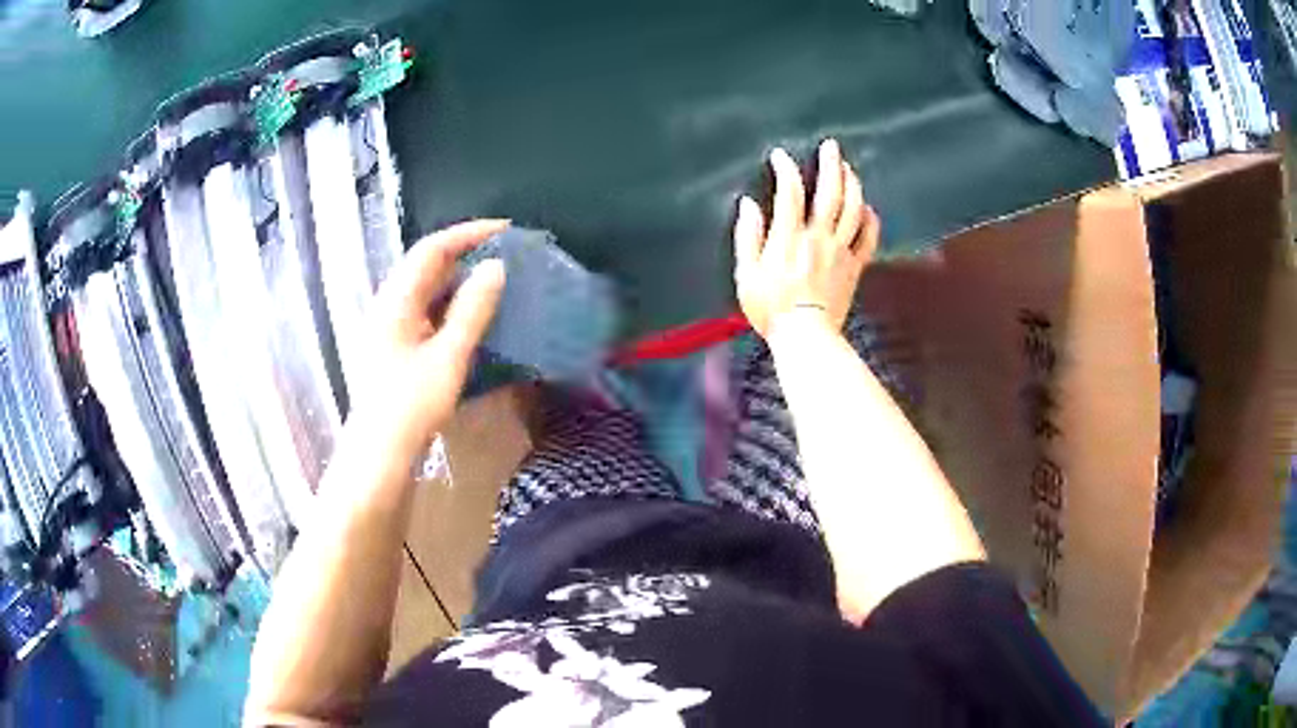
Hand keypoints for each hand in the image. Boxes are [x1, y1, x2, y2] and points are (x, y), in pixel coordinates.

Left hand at [361, 220, 506, 456]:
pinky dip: (452, 305)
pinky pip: (426, 311)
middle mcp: (388, 305)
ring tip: (498, 280)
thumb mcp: (448, 356)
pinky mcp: (396, 347)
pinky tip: (474, 316)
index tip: (507, 230)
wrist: (380, 455)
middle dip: (466, 253)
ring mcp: (390, 327)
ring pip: (427, 289)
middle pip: (427, 265)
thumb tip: (496, 267)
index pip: (432, 249)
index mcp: (396, 300)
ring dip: (460, 279)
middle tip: (507, 254)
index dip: (469, 233)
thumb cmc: (411, 406)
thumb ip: (472, 309)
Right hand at [733, 139, 877, 338]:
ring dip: (852, 184)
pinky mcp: (854, 266)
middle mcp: (818, 237)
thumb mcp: (746, 274)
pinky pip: (868, 238)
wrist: (806, 336)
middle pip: (830, 192)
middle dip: (831, 165)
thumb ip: (748, 236)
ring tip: (849, 168)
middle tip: (832, 146)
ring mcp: (840, 251)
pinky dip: (870, 220)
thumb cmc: (771, 308)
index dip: (786, 169)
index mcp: (789, 237)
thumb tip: (748, 205)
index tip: (780, 157)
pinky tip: (868, 208)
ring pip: (852, 209)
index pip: (790, 192)